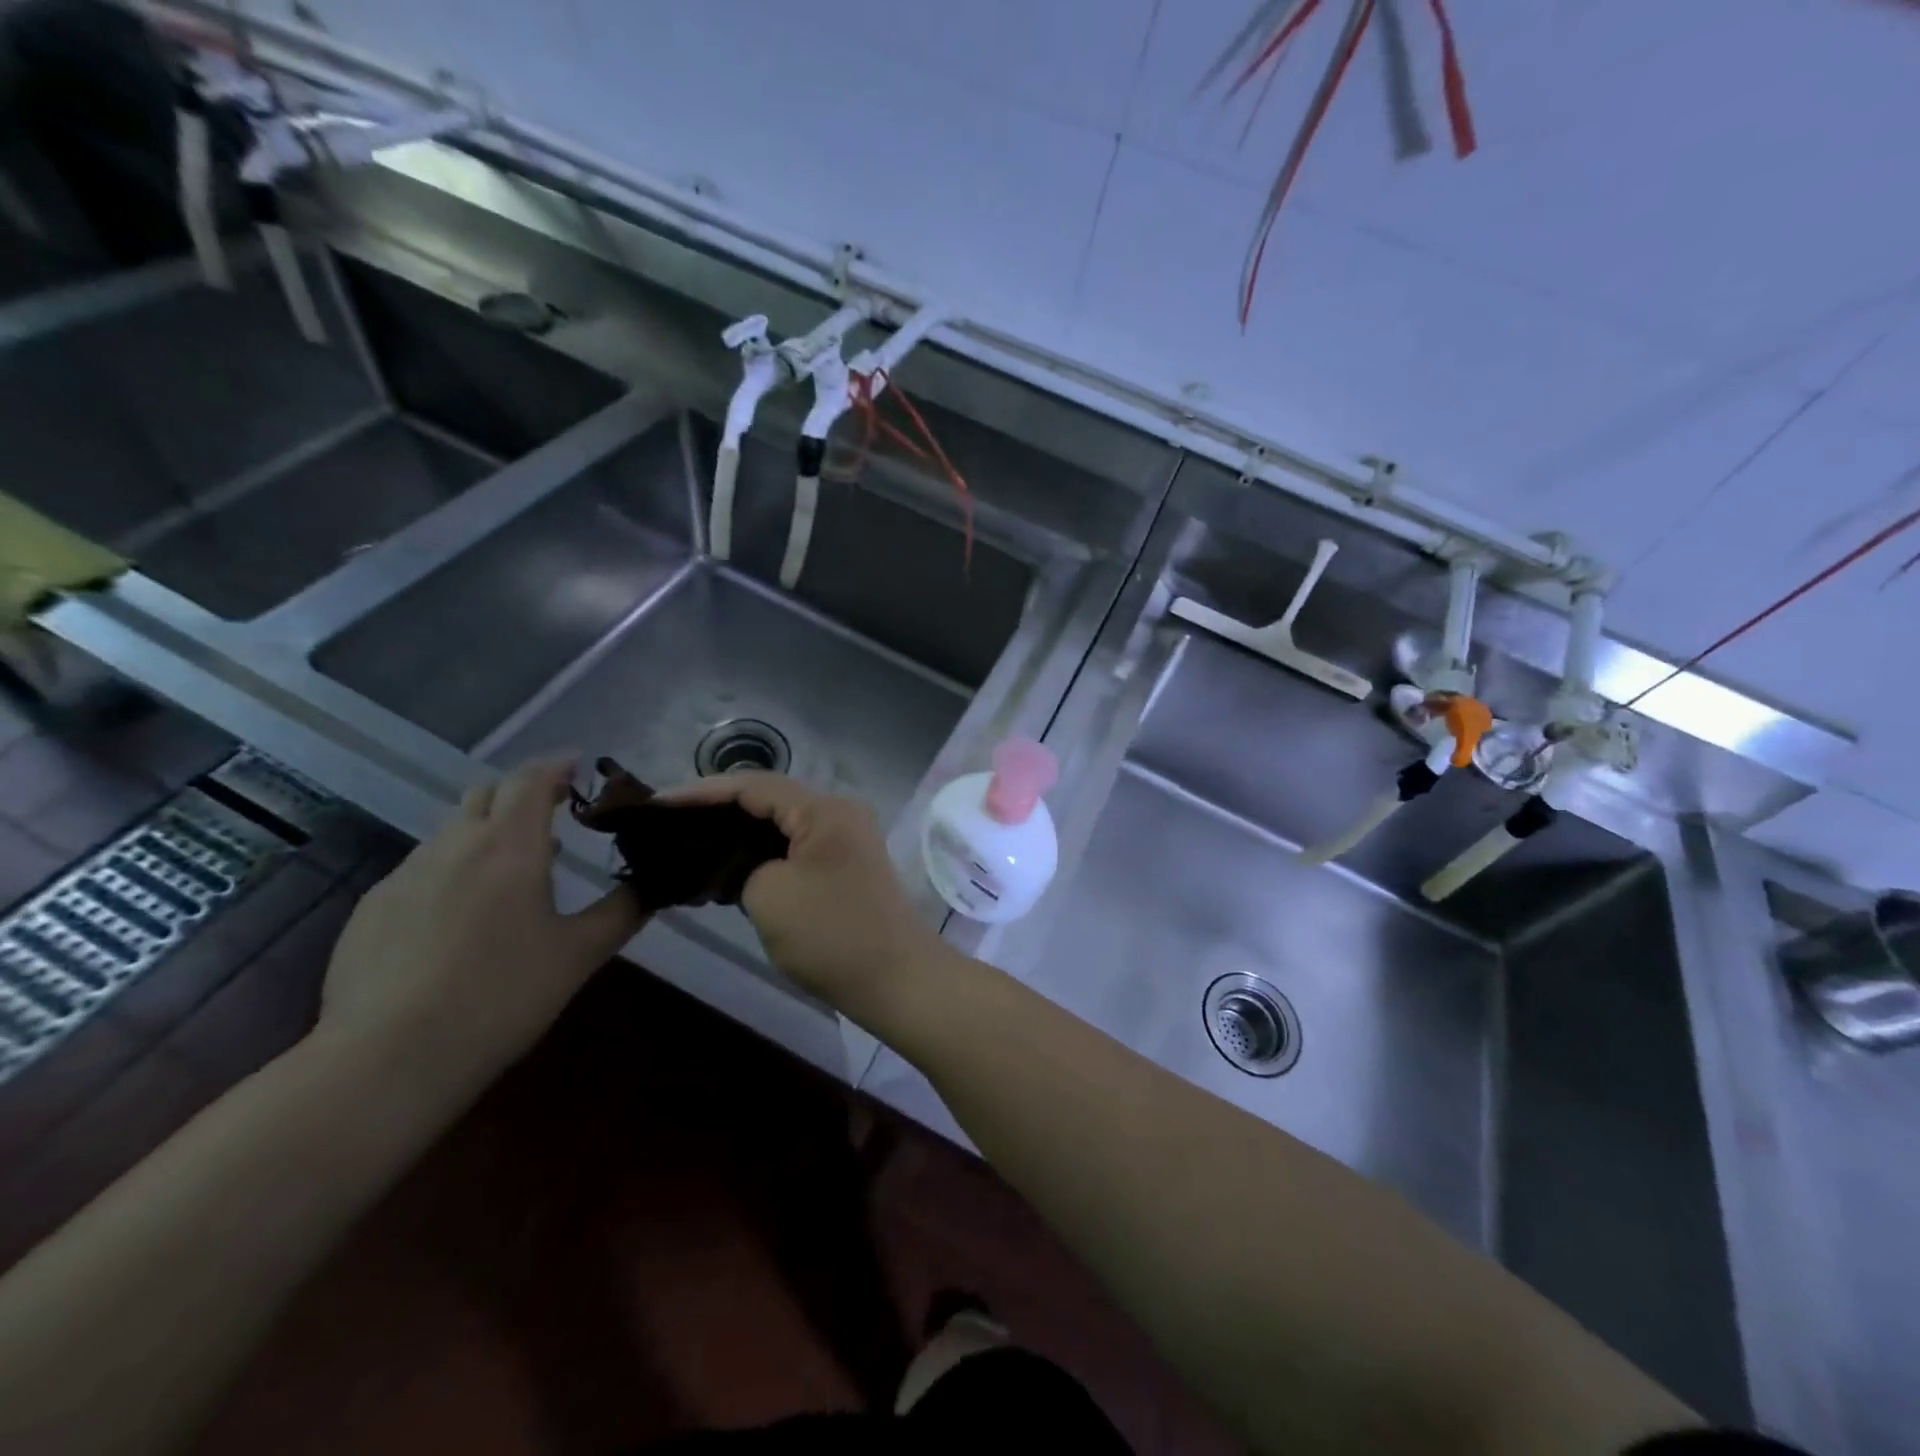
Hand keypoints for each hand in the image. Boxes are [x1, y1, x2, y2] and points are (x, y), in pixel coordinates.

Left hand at [317, 757, 645, 1089]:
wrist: (388, 1059)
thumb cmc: (502, 996)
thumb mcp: (580, 954)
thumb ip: (623, 911)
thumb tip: (655, 884)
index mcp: (509, 847)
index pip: (530, 780)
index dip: (556, 766)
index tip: (578, 765)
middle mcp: (453, 846)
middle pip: (486, 794)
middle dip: (521, 793)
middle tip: (553, 812)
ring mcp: (404, 876)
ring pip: (451, 830)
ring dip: (487, 831)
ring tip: (514, 868)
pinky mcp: (371, 909)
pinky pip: (421, 868)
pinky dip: (453, 867)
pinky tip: (461, 915)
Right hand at [661, 773, 946, 1015]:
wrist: (897, 980)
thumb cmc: (832, 934)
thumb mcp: (769, 894)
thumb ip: (741, 866)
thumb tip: (739, 865)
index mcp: (823, 808)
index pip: (752, 786)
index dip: (700, 793)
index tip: (656, 805)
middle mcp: (838, 813)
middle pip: (767, 800)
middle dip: (716, 812)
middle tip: (666, 825)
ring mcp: (845, 840)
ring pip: (779, 826)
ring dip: (737, 836)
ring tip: (687, 845)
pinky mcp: (844, 868)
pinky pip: (793, 849)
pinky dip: (760, 856)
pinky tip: (726, 870)